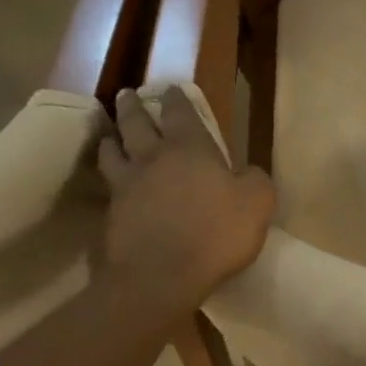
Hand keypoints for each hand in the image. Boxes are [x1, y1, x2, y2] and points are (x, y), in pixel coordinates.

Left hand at [96, 87, 275, 306]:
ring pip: (112, 151)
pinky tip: (112, 182)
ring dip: (112, 138)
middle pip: (136, 123)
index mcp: (189, 149)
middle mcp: (152, 158)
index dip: (176, 98)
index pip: (180, 112)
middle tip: (126, 95)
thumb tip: (247, 172)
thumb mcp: (257, 204)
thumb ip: (255, 181)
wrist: (161, 276)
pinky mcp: (112, 214)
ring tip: (110, 136)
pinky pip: (108, 186)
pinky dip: (109, 177)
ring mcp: (127, 185)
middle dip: (133, 106)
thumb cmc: (215, 233)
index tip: (170, 88)